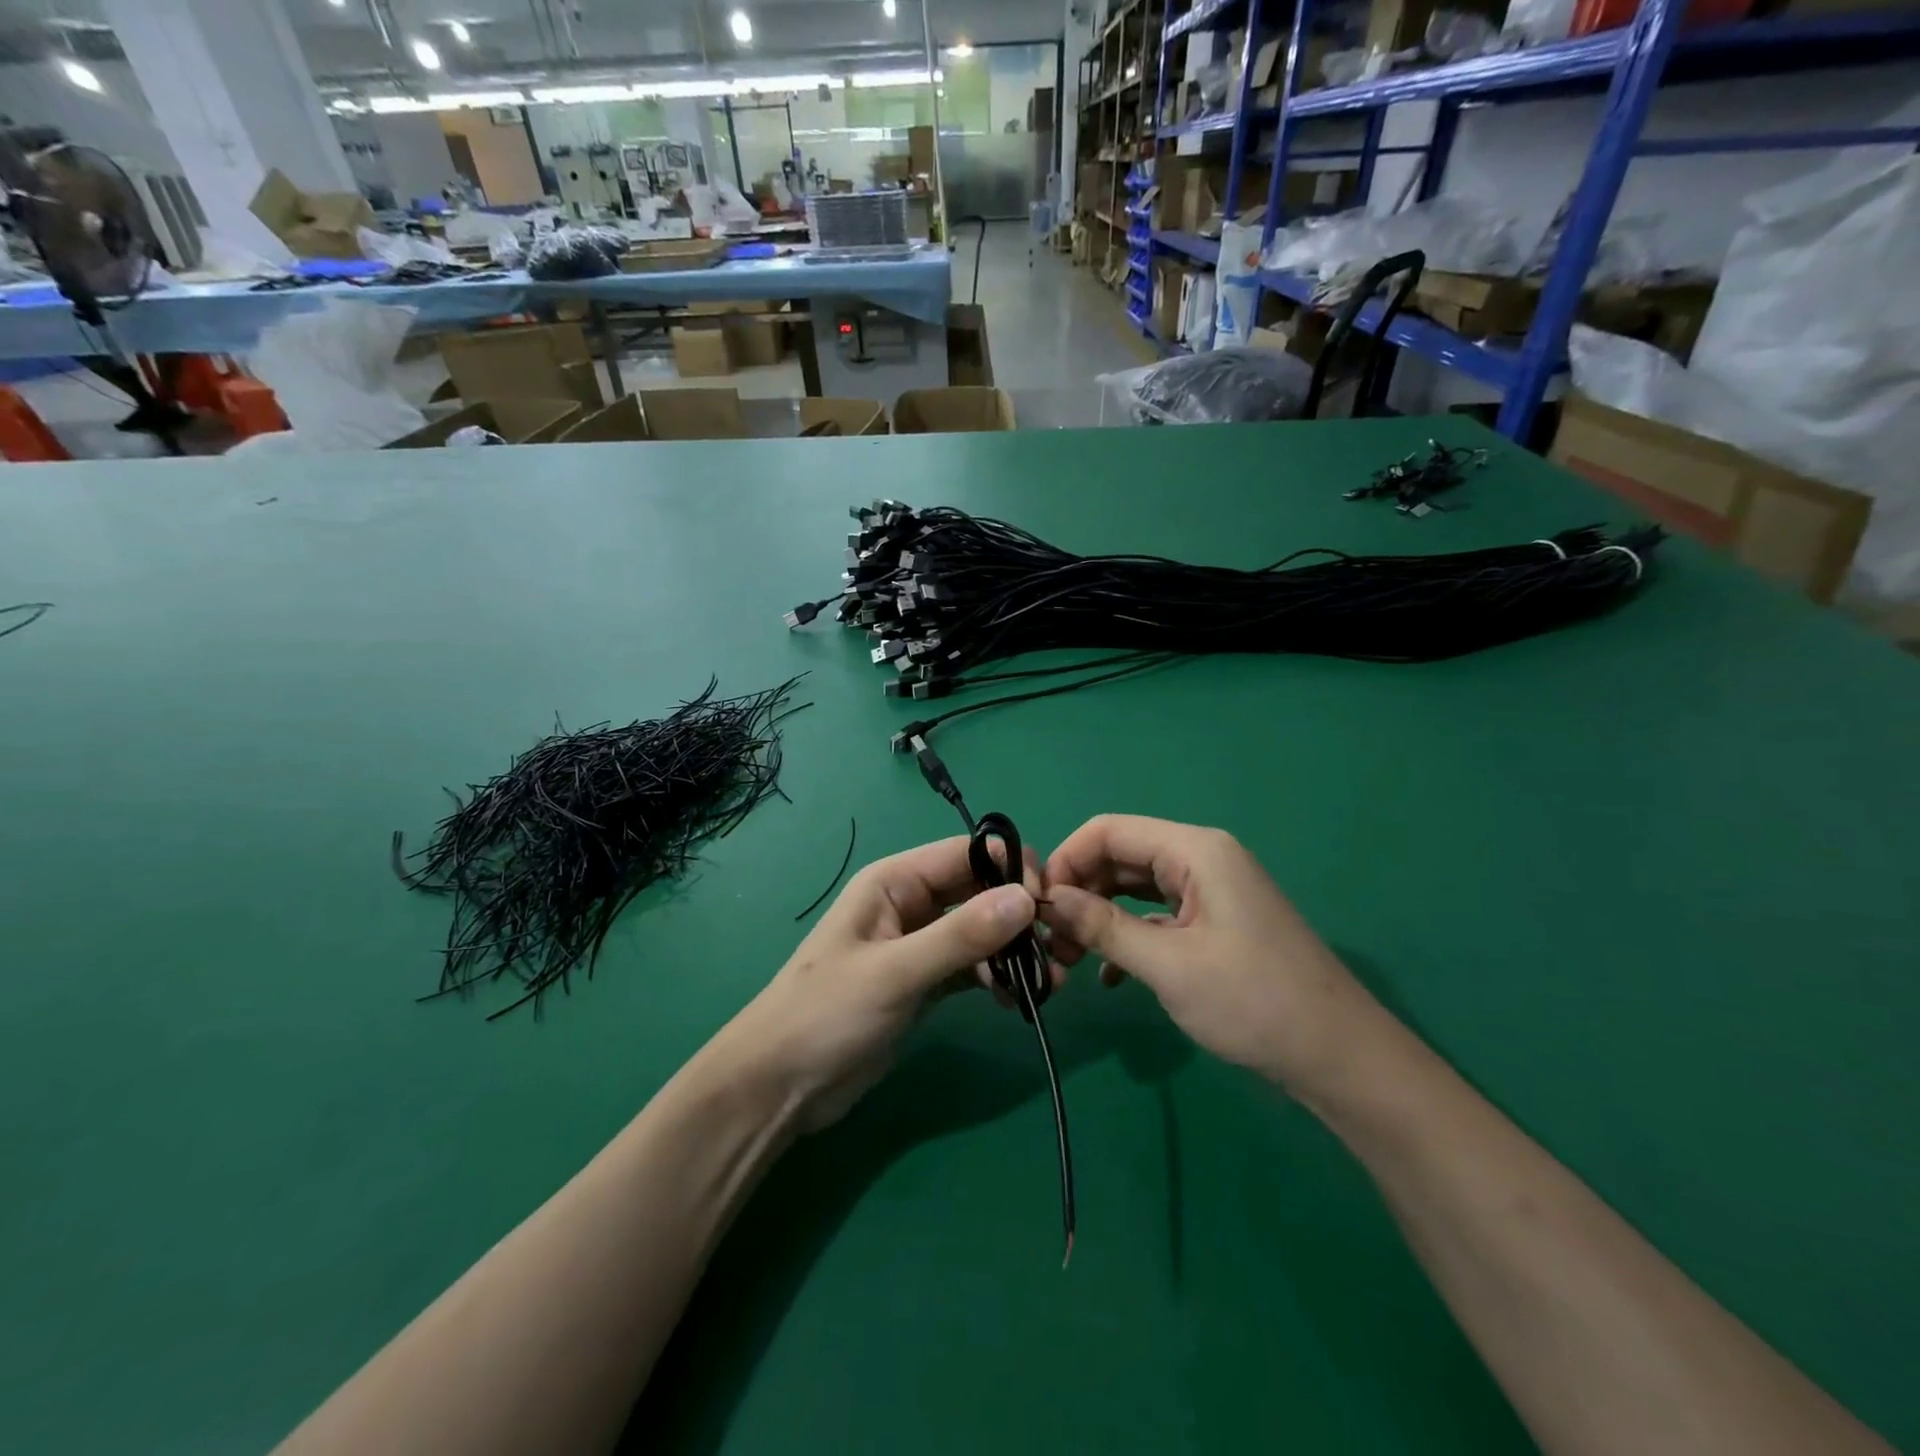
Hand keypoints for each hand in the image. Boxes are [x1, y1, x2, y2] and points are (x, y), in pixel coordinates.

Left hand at [719, 836, 1043, 1131]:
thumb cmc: (826, 1015)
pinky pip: (971, 966)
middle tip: (1058, 947)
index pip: (966, 854)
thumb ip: (960, 936)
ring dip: (1013, 950)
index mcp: (894, 882)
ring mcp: (918, 944)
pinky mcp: (924, 982)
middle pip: (978, 891)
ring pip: (979, 931)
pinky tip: (1017, 1001)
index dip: (1009, 868)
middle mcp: (910, 904)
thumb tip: (1025, 899)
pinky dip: (996, 976)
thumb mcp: (895, 973)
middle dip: (1018, 913)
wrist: (778, 1087)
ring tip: (1046, 983)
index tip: (1048, 903)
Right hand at [1040, 815, 1377, 1100]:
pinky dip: (1128, 936)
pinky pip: (1157, 915)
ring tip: (1067, 958)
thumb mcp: (1168, 965)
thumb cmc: (1254, 1002)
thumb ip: (1102, 926)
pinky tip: (1109, 975)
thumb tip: (1046, 901)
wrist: (1340, 1059)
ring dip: (1099, 917)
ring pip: (1135, 888)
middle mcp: (1202, 859)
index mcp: (1195, 850)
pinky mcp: (1215, 923)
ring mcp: (1211, 891)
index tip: (1035, 905)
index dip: (1066, 860)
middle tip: (1047, 939)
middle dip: (1079, 892)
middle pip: (1120, 857)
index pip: (1109, 831)